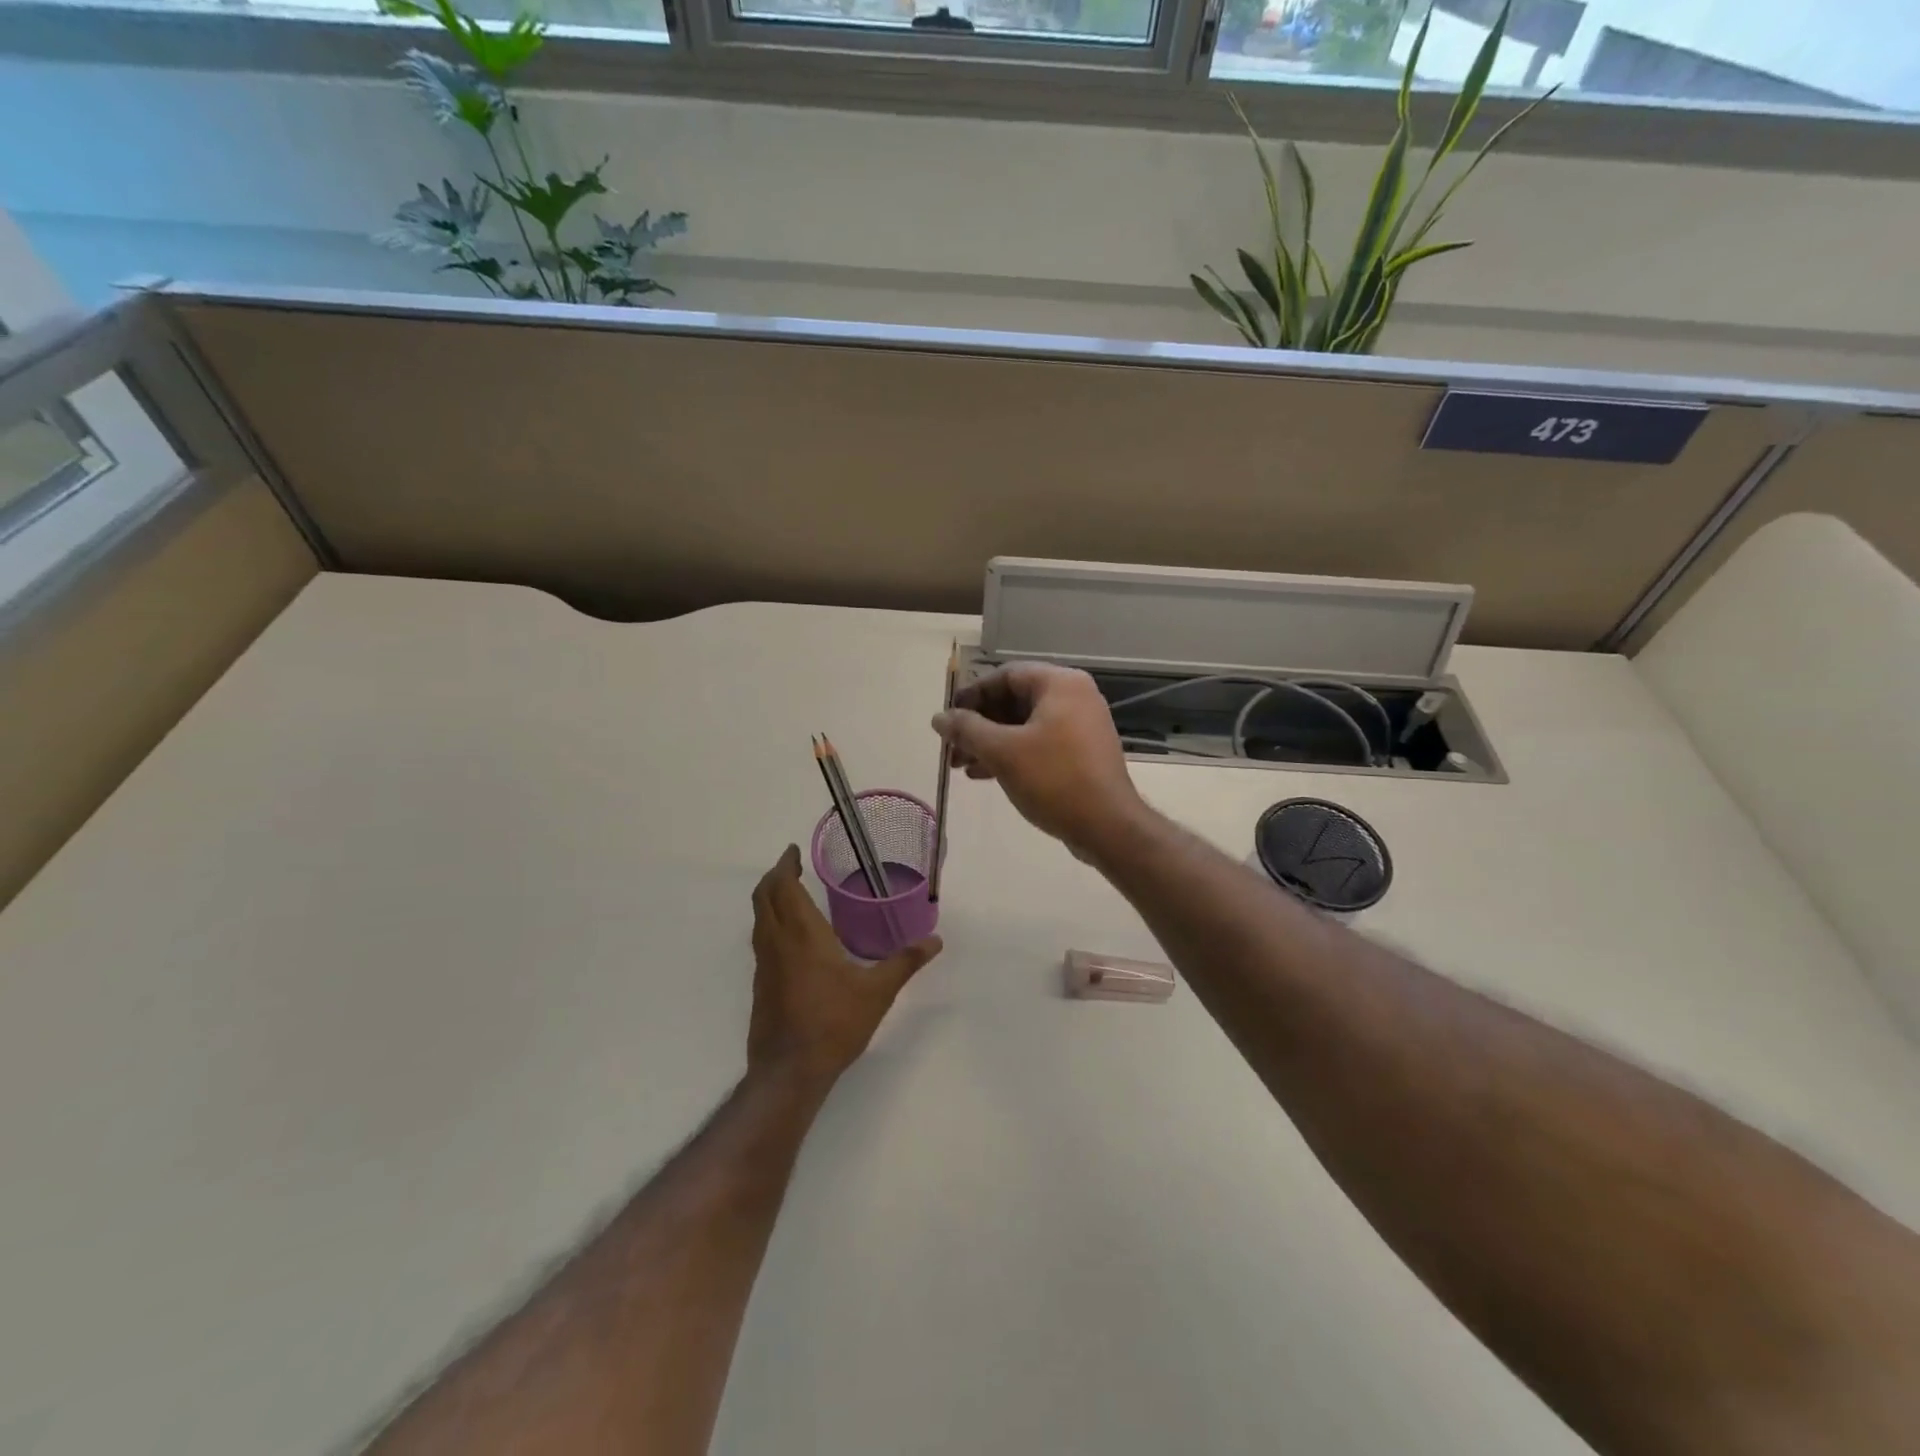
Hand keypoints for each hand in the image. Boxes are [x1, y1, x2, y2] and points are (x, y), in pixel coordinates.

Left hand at [748, 845, 941, 1093]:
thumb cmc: (834, 1023)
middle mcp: (777, 942)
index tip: (793, 852)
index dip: (785, 865)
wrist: (789, 1071)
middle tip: (791, 866)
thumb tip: (935, 941)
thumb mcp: (877, 991)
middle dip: (774, 877)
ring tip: (790, 895)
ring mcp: (764, 965)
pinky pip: (761, 941)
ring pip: (758, 919)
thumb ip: (905, 962)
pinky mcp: (760, 985)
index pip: (783, 887)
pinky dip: (770, 924)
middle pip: (763, 897)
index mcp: (802, 934)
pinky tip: (792, 939)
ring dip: (769, 900)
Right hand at [932, 662, 1146, 856]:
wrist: (1108, 826)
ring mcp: (1080, 725)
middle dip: (978, 724)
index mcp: (1060, 683)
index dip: (972, 695)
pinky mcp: (1081, 752)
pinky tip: (984, 774)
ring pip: (1024, 725)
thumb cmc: (1054, 779)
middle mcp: (1074, 696)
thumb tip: (939, 718)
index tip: (948, 718)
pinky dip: (1011, 754)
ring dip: (990, 742)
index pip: (1005, 675)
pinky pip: (1039, 743)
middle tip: (951, 747)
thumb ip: (967, 730)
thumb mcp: (1002, 752)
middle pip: (1014, 700)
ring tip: (960, 766)